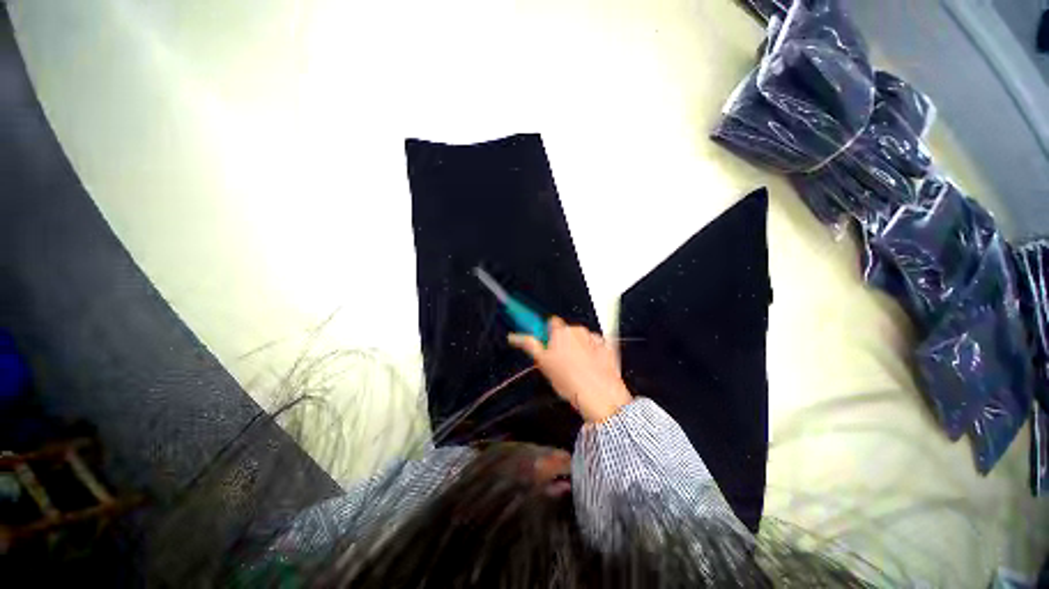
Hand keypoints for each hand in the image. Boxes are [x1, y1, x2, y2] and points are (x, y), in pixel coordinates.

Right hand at [508, 317, 632, 422]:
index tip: (546, 343)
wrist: (599, 395)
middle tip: (560, 361)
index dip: (547, 333)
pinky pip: (597, 346)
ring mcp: (594, 338)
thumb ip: (529, 345)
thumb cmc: (571, 382)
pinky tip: (591, 368)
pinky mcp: (608, 347)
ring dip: (578, 347)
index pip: (550, 322)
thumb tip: (515, 337)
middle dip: (563, 342)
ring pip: (582, 338)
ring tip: (576, 368)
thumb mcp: (543, 363)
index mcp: (560, 332)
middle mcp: (578, 330)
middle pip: (567, 331)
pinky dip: (594, 353)